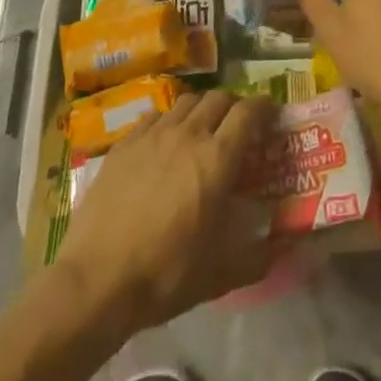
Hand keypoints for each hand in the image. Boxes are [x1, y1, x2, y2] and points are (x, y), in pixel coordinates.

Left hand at [57, 91, 277, 335]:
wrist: (96, 282)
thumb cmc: (165, 275)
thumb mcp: (220, 274)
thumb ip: (258, 258)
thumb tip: (284, 250)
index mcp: (217, 159)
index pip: (248, 112)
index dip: (263, 108)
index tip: (270, 114)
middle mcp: (188, 135)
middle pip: (218, 98)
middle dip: (234, 106)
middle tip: (237, 125)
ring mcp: (152, 136)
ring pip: (186, 102)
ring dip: (202, 109)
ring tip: (202, 129)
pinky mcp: (123, 144)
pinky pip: (154, 117)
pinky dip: (168, 121)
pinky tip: (164, 141)